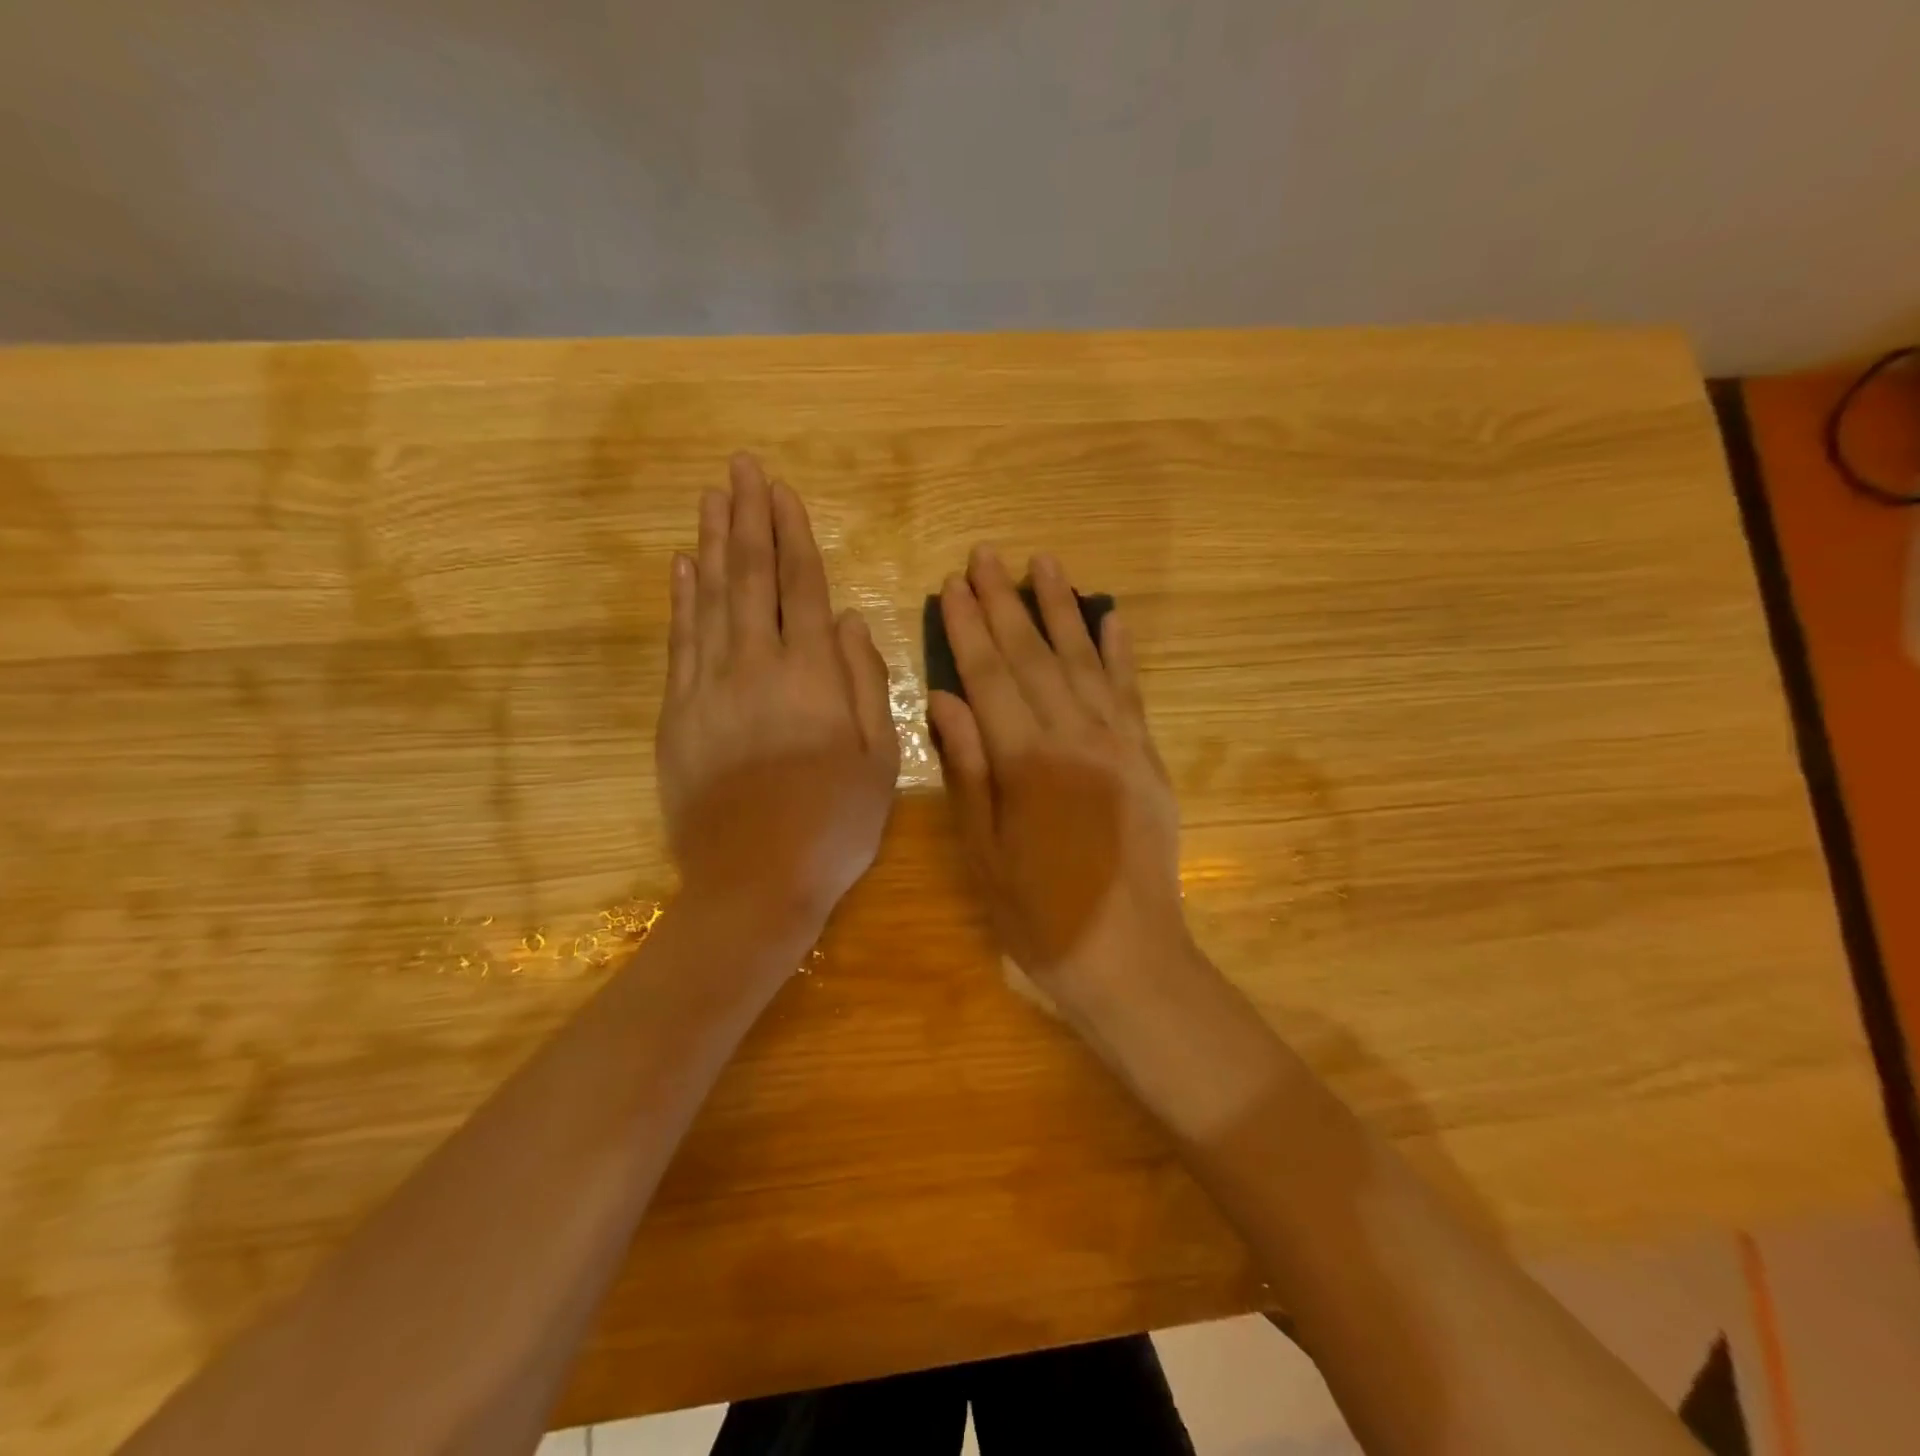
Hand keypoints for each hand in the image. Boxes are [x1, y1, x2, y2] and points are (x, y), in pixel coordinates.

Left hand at [656, 454, 898, 938]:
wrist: (756, 882)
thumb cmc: (833, 824)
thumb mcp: (880, 759)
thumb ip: (865, 681)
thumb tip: (846, 618)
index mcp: (811, 676)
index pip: (800, 586)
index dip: (791, 533)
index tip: (780, 489)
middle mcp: (756, 666)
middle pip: (749, 578)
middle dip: (747, 518)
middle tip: (739, 468)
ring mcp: (708, 688)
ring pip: (709, 600)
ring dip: (711, 545)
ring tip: (711, 499)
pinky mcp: (677, 715)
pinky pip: (679, 642)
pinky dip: (680, 599)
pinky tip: (682, 567)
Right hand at [926, 547, 1190, 1008]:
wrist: (1127, 956)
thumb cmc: (1038, 914)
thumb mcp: (982, 850)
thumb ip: (968, 767)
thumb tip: (943, 697)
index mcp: (1026, 760)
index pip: (990, 676)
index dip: (968, 628)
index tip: (952, 584)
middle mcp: (1075, 736)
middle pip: (1034, 656)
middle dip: (1006, 602)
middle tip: (987, 554)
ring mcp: (1119, 743)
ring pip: (1084, 660)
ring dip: (1061, 609)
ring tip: (1044, 563)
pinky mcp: (1146, 757)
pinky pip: (1131, 691)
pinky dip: (1120, 651)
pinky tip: (1110, 616)